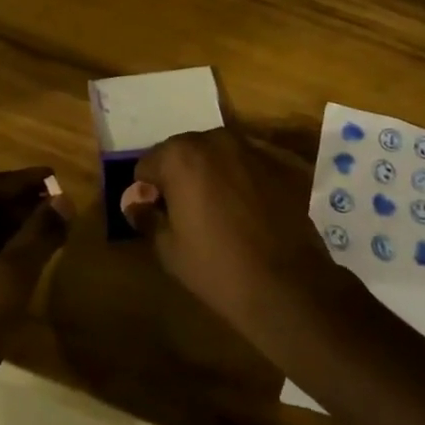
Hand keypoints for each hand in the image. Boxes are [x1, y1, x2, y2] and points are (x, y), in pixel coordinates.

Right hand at [126, 129, 341, 345]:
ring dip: (213, 173)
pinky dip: (244, 177)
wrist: (288, 285)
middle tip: (187, 213)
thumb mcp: (169, 249)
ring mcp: (253, 147)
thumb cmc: (218, 268)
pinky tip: (251, 209)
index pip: (148, 165)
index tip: (159, 216)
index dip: (148, 191)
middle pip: (184, 152)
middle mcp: (216, 139)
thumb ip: (147, 216)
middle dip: (180, 176)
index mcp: (181, 156)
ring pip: (219, 154)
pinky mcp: (283, 161)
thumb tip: (135, 202)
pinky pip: (250, 163)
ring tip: (221, 210)